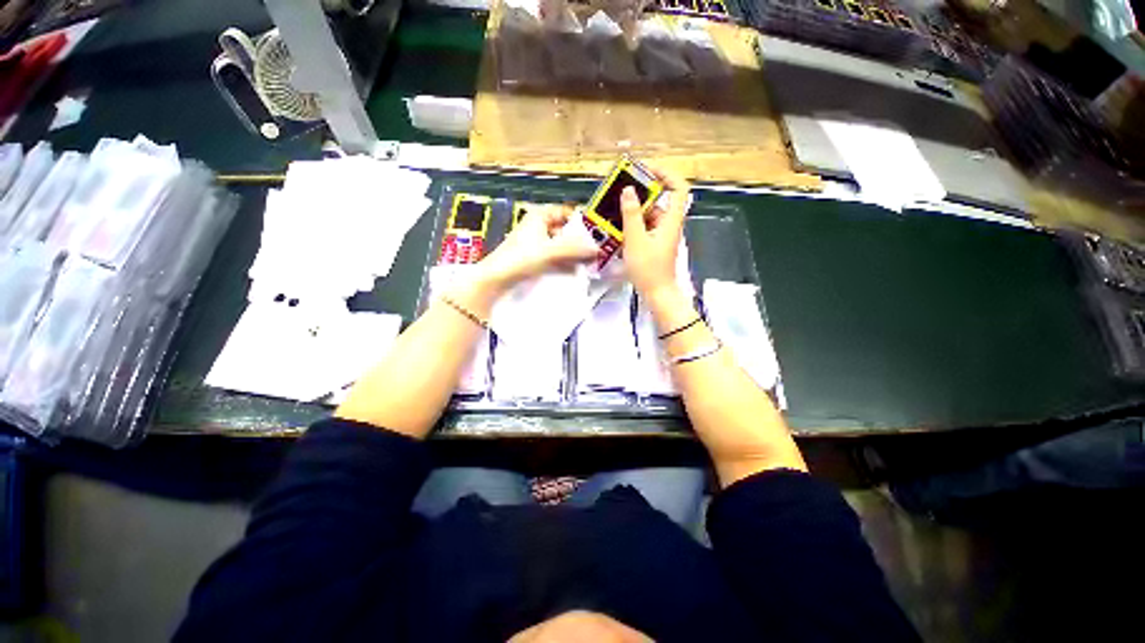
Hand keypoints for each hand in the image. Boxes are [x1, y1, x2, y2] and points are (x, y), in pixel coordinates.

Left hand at [476, 204, 597, 290]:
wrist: (496, 279)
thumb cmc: (520, 258)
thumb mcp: (550, 251)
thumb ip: (575, 249)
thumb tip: (599, 248)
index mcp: (540, 216)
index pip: (566, 212)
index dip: (581, 220)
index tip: (597, 232)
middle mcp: (538, 227)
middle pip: (565, 230)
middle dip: (580, 240)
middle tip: (597, 250)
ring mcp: (536, 244)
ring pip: (561, 245)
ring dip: (574, 253)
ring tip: (590, 262)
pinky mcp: (534, 259)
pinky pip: (555, 258)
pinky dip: (565, 263)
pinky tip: (576, 271)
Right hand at [621, 167, 690, 301]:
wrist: (657, 293)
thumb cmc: (648, 268)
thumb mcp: (636, 239)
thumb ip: (631, 214)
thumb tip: (629, 190)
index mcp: (671, 220)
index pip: (678, 188)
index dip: (666, 174)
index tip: (647, 170)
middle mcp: (669, 224)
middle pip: (661, 200)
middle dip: (642, 192)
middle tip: (622, 188)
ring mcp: (661, 235)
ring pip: (650, 215)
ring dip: (634, 209)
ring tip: (615, 206)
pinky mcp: (654, 244)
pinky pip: (645, 227)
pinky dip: (633, 224)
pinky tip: (618, 226)